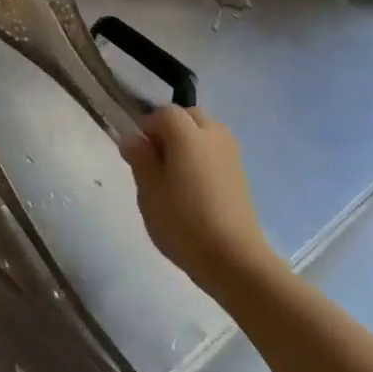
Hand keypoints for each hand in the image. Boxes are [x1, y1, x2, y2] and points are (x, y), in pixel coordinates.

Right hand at [118, 106, 277, 296]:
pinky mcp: (240, 174)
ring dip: (188, 142)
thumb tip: (132, 138)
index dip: (146, 126)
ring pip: (205, 133)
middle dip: (169, 129)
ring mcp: (231, 155)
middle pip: (189, 117)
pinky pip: (216, 152)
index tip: (135, 151)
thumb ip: (140, 159)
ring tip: (172, 174)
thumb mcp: (149, 191)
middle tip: (154, 159)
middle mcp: (213, 136)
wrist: (233, 258)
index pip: (164, 113)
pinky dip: (202, 158)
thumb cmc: (183, 221)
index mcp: (188, 135)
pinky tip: (192, 188)